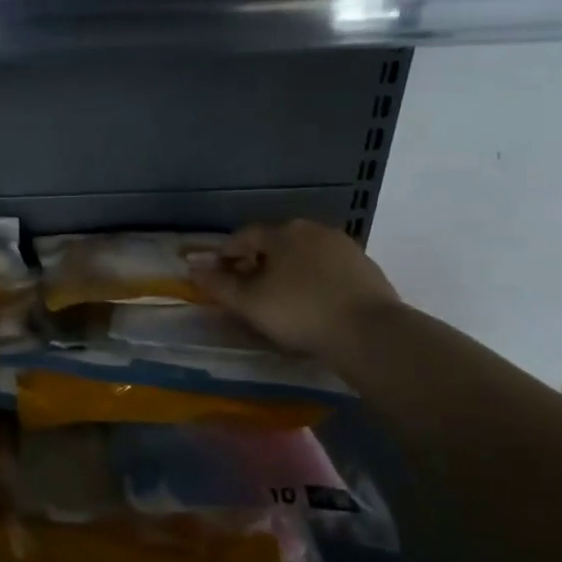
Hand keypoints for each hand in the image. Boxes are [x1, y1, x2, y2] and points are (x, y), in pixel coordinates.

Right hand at [189, 220, 401, 362]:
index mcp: (282, 232)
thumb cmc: (298, 311)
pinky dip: (313, 278)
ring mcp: (343, 246)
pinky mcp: (364, 266)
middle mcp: (313, 229)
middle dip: (258, 261)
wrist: (368, 332)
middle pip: (275, 242)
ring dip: (287, 269)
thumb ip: (218, 285)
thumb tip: (192, 268)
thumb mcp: (249, 302)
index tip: (219, 275)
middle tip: (248, 288)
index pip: (244, 236)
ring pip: (303, 253)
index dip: (227, 254)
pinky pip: (327, 267)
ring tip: (279, 297)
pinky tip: (312, 301)